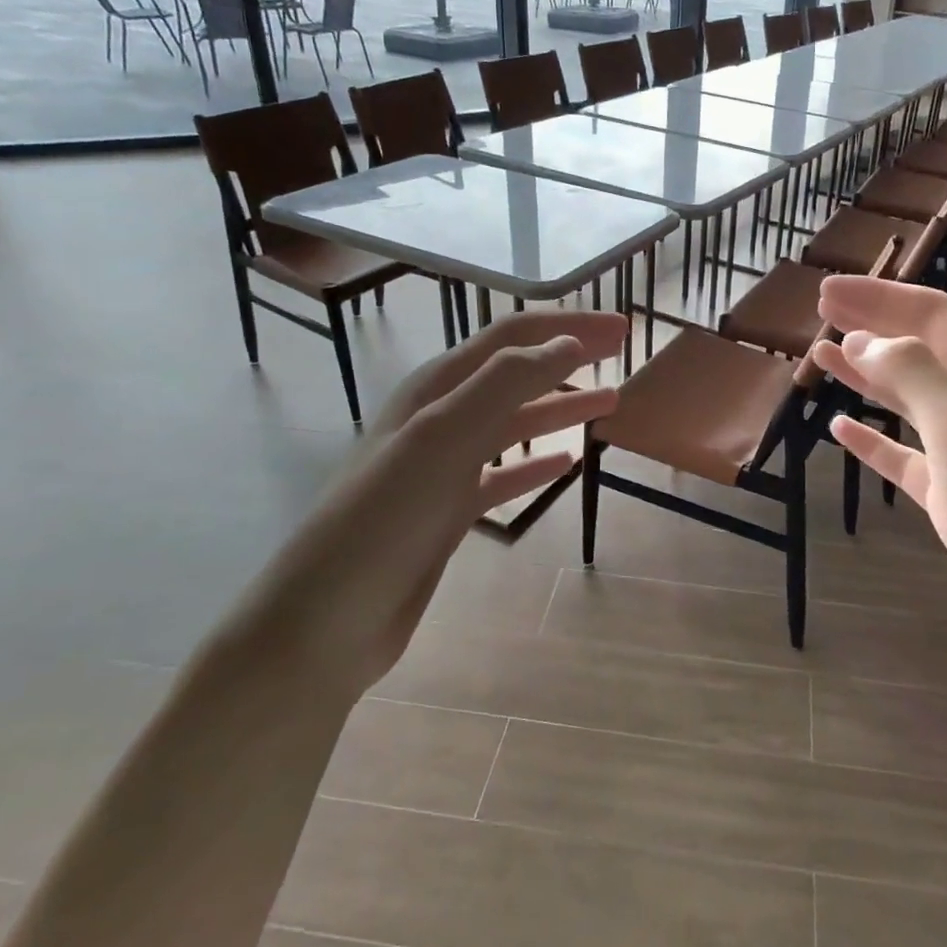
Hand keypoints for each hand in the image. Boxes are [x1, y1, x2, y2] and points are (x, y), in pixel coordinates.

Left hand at [252, 308, 626, 692]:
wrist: (325, 620)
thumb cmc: (385, 518)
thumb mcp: (443, 436)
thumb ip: (506, 383)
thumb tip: (569, 343)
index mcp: (436, 389)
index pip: (512, 339)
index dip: (567, 326)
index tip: (620, 329)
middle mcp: (439, 418)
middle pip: (515, 373)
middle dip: (568, 357)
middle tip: (621, 352)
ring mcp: (443, 466)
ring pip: (513, 422)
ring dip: (559, 406)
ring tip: (609, 401)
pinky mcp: (447, 511)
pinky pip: (503, 474)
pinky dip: (535, 463)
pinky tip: (565, 463)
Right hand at [811, 278, 946, 692]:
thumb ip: (911, 373)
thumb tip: (863, 342)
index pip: (934, 315)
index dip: (879, 297)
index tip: (826, 292)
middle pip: (921, 350)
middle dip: (872, 328)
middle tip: (819, 313)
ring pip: (911, 400)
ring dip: (868, 377)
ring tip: (820, 358)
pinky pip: (907, 455)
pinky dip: (875, 440)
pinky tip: (843, 428)